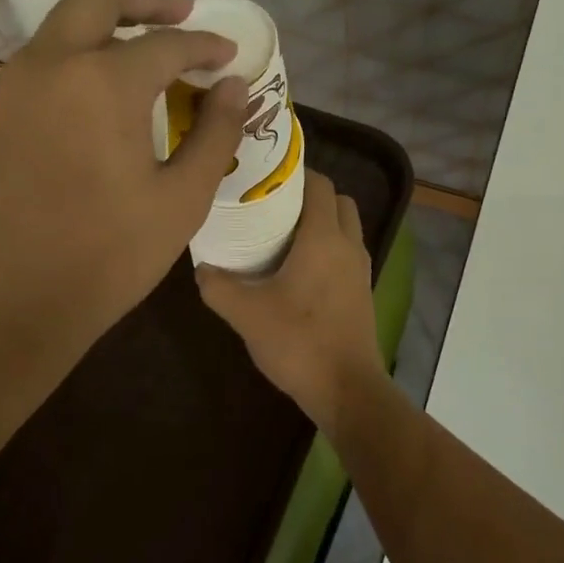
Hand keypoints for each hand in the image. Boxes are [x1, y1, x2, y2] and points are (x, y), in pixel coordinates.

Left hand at [0, 0, 244, 378]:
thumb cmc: (103, 260)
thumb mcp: (180, 202)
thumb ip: (216, 134)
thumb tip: (235, 87)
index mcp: (103, 82)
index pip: (168, 43)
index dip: (206, 45)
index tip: (228, 55)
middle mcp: (47, 65)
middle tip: (180, 15)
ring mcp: (5, 88)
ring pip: (58, 30)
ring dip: (104, 31)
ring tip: (140, 61)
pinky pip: (34, 70)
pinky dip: (71, 66)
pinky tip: (90, 107)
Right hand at [196, 172, 384, 428]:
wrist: (346, 388)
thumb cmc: (298, 342)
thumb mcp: (246, 314)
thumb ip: (218, 286)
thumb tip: (201, 267)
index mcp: (324, 238)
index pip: (320, 184)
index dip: (295, 173)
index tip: (264, 177)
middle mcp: (348, 245)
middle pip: (338, 201)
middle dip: (310, 196)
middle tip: (273, 205)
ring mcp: (360, 269)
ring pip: (346, 227)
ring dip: (321, 222)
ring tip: (281, 234)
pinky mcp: (362, 291)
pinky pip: (346, 252)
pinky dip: (328, 247)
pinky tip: (297, 269)